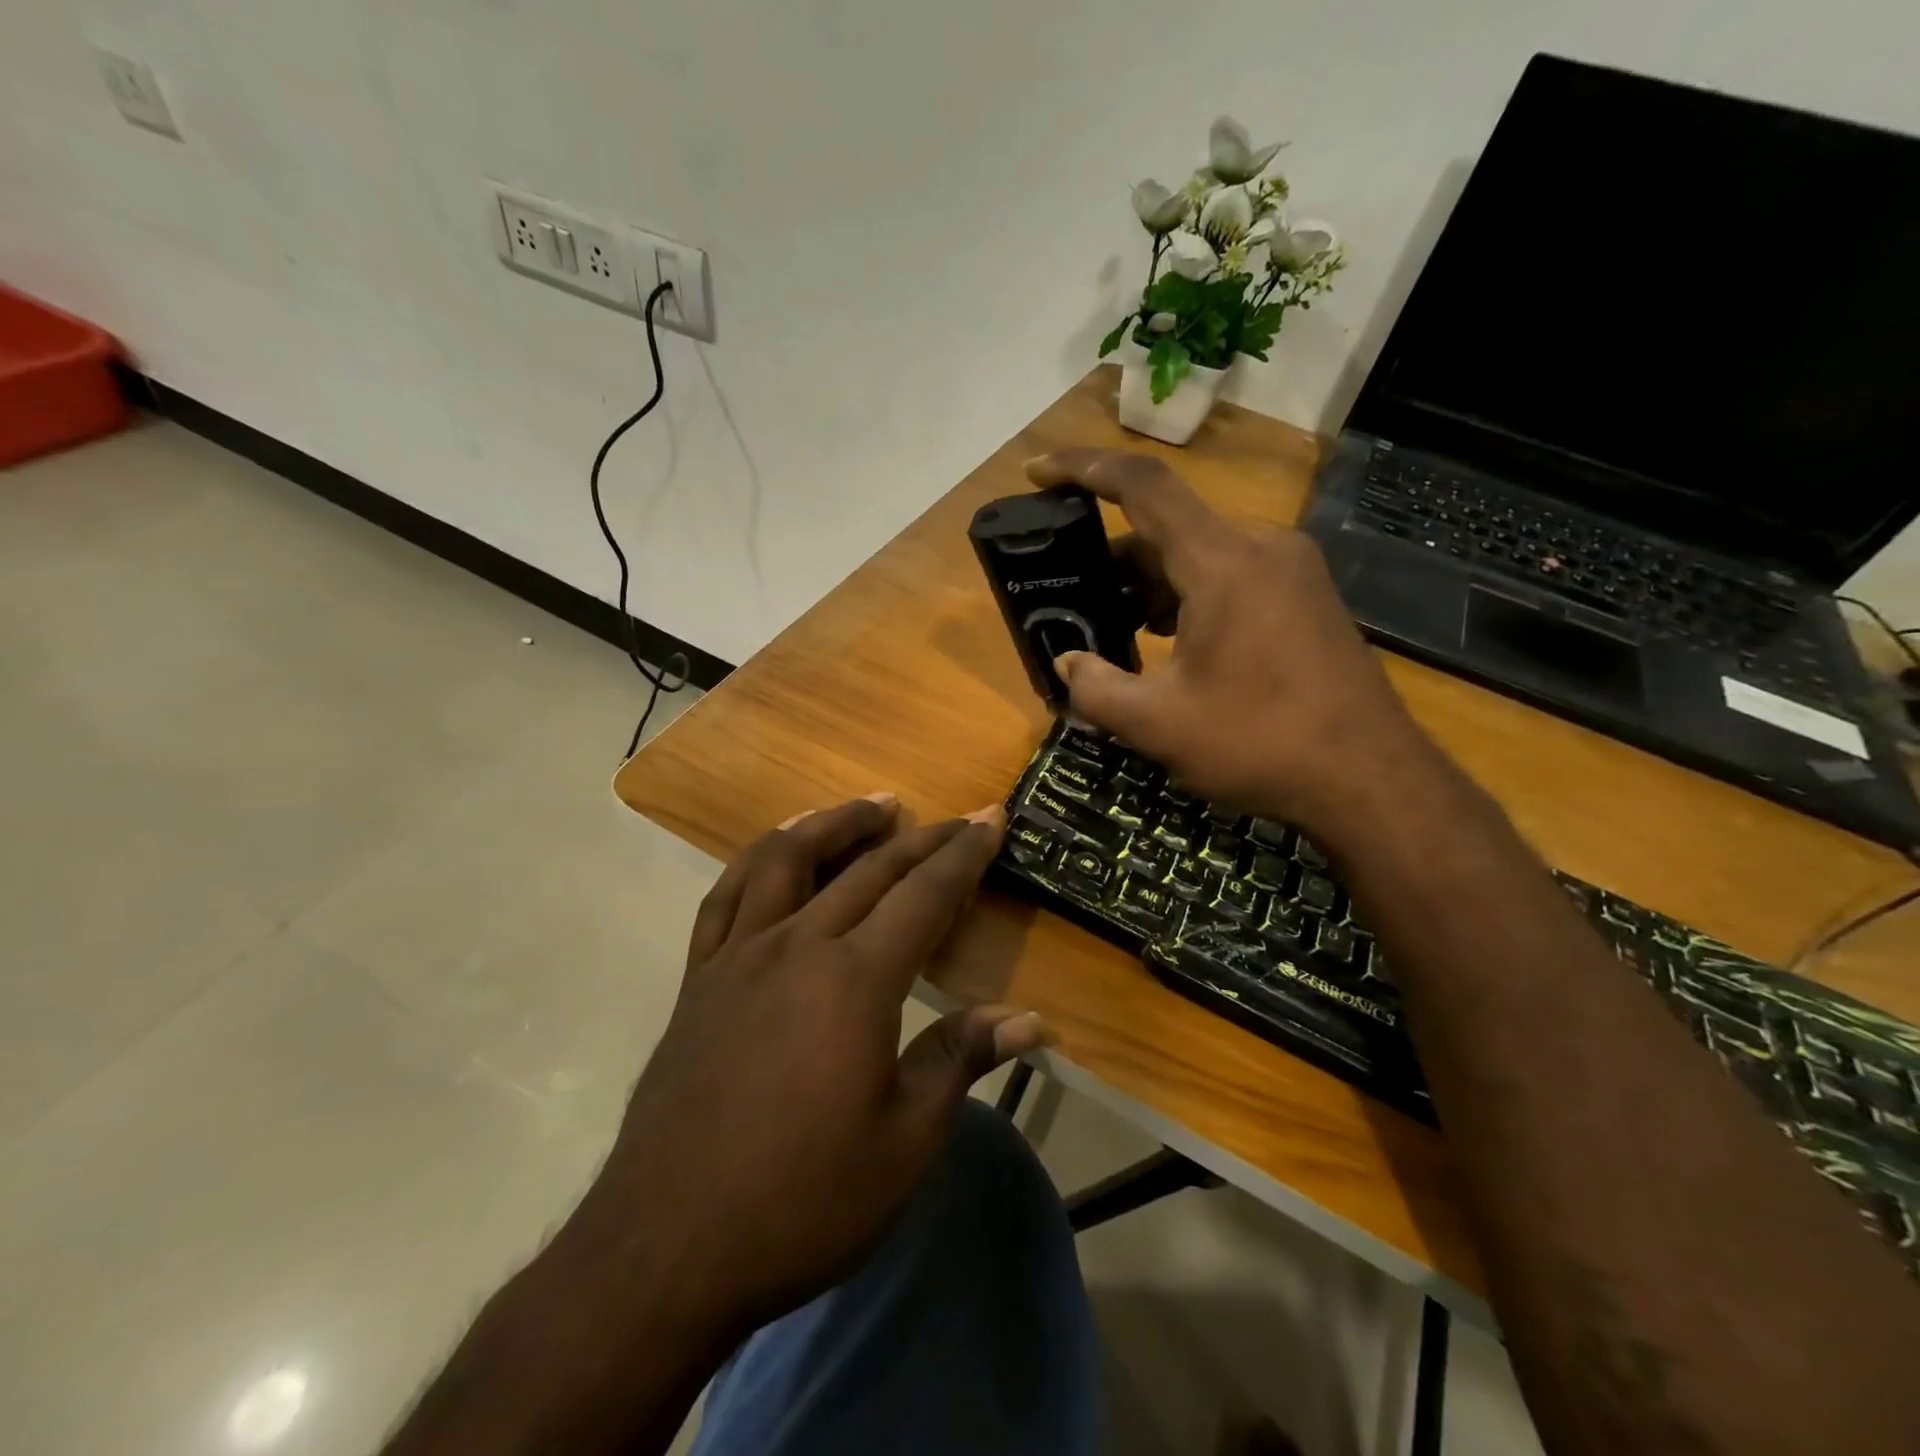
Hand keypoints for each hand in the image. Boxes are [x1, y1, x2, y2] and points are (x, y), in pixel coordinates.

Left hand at [577, 794, 1050, 1340]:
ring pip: (788, 859)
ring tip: (871, 807)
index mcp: (855, 981)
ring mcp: (740, 955)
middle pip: (869, 870)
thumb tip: (1033, 1021)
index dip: (964, 854)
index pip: (924, 895)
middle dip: (920, 838)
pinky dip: (758, 858)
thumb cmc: (802, 1200)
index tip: (991, 818)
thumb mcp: (904, 1143)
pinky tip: (778, 848)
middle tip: (955, 818)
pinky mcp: (699, 977)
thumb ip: (961, 1061)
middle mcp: (797, 946)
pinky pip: (727, 895)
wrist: (668, 1248)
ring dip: (835, 823)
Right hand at [1027, 449, 1436, 836]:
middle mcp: (1260, 548)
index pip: (1143, 486)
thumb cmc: (1260, 743)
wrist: (1370, 781)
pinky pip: (1229, 579)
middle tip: (1067, 595)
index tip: (1036, 473)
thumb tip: (1068, 664)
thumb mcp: (1158, 724)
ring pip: (1198, 556)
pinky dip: (1185, 599)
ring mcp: (1290, 572)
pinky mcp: (1304, 600)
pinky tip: (1164, 646)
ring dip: (1147, 586)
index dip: (1082, 468)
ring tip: (1110, 631)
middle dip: (1109, 559)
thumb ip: (1096, 689)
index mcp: (1222, 561)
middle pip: (1166, 528)